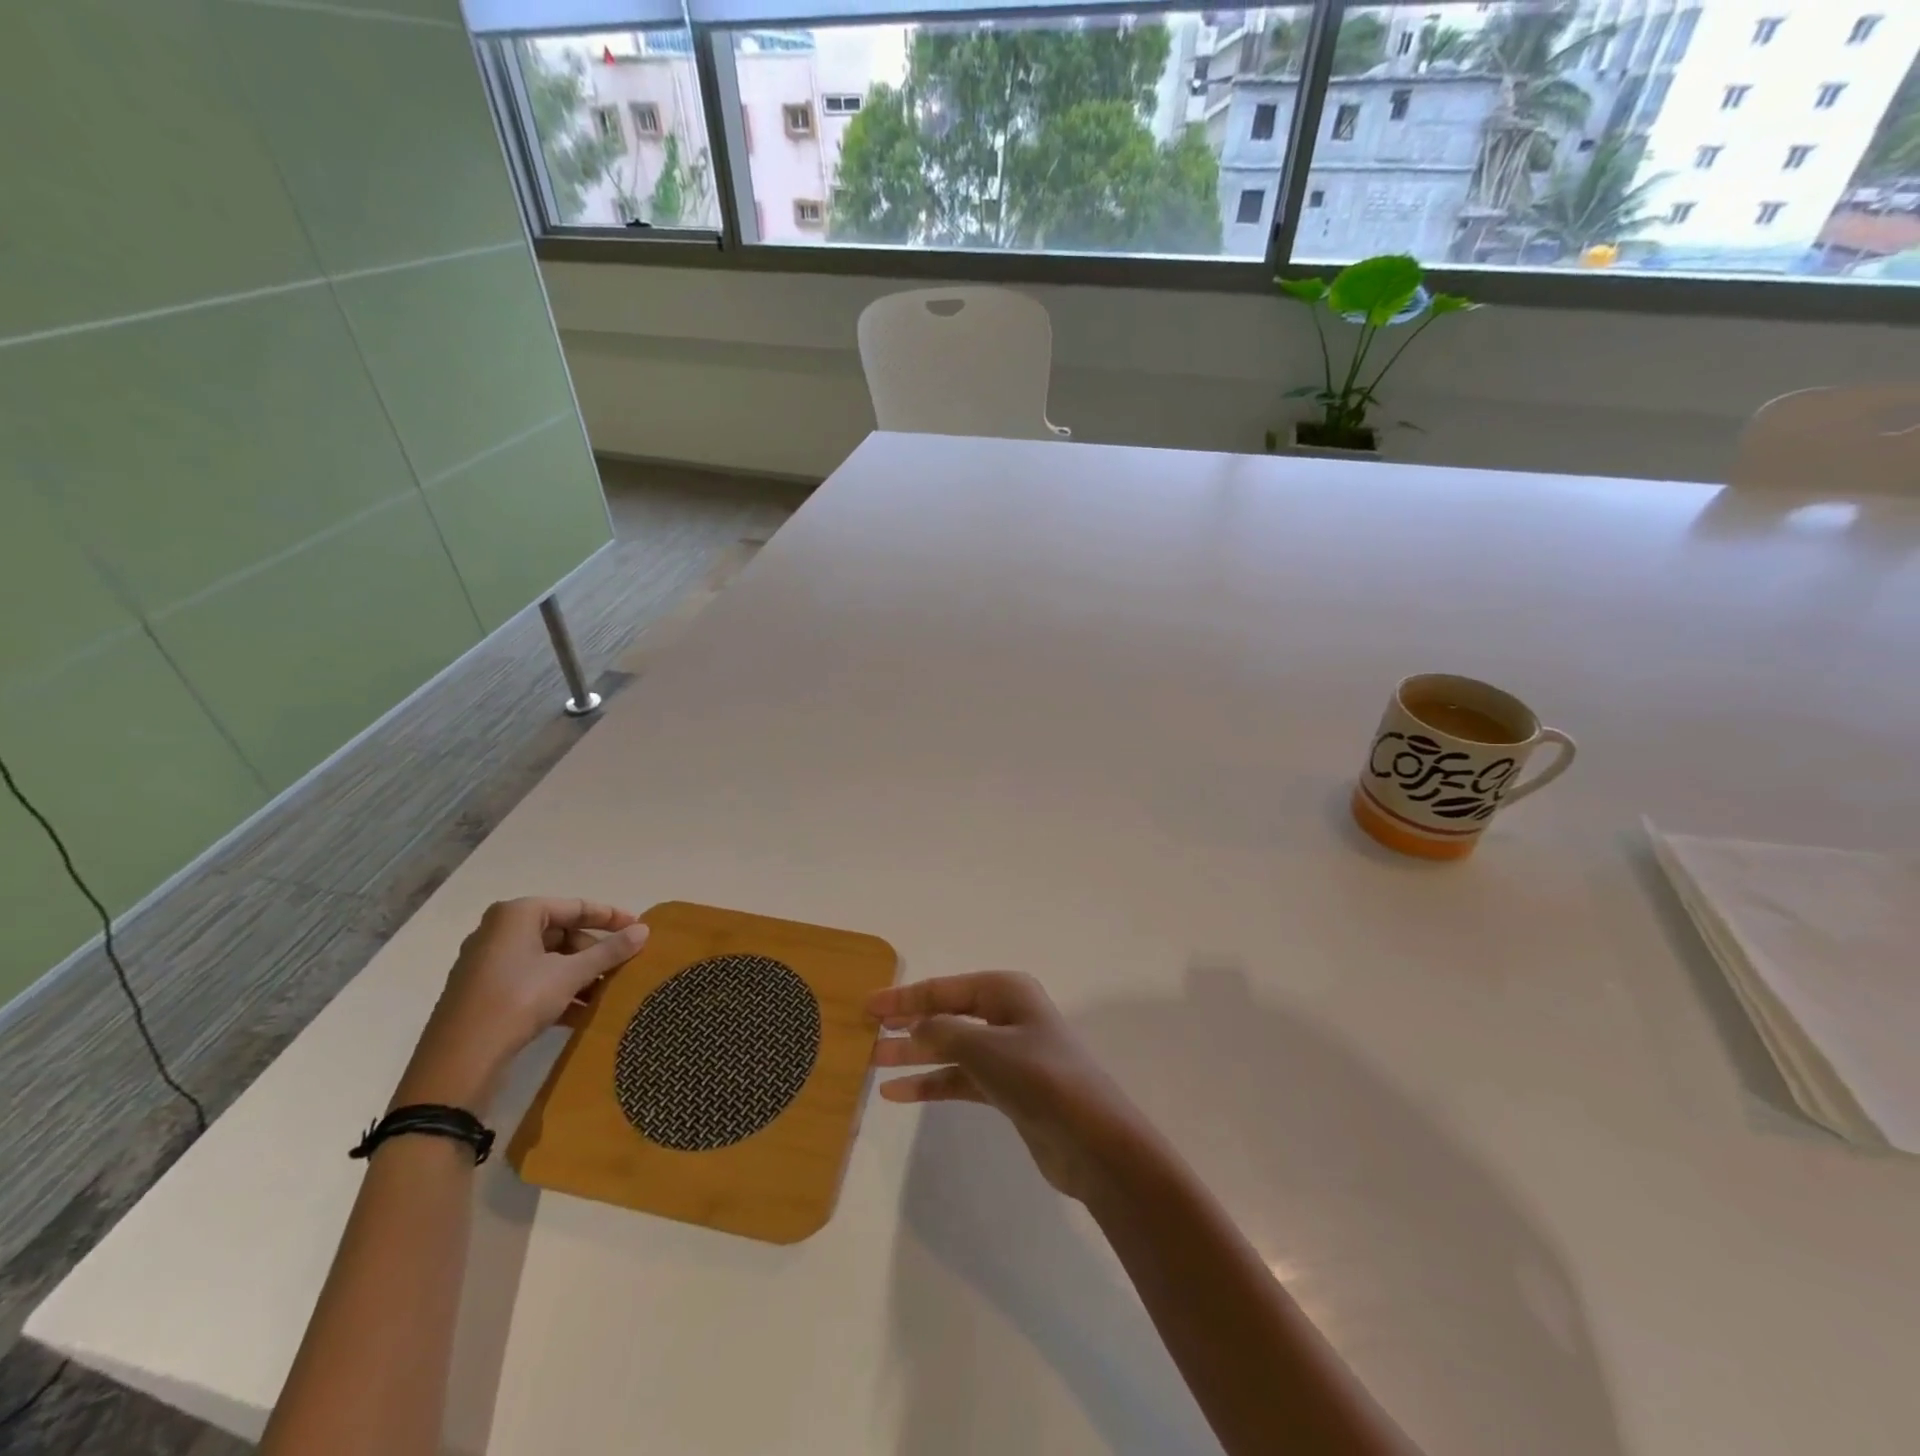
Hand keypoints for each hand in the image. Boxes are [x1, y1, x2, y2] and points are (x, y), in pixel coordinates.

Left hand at [396, 898, 649, 1112]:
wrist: (457, 1063)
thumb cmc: (517, 1001)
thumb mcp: (570, 975)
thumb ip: (609, 950)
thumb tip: (644, 930)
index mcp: (516, 915)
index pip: (575, 907)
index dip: (610, 917)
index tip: (639, 929)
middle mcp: (498, 931)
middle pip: (561, 933)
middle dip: (593, 952)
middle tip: (622, 967)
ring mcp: (488, 963)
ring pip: (547, 959)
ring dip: (579, 974)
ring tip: (607, 993)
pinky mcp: (483, 992)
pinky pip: (531, 980)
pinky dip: (557, 990)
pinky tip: (581, 1013)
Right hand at [869, 972, 1149, 1203]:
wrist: (1093, 1141)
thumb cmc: (1039, 1078)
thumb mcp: (985, 1048)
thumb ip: (943, 1032)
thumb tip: (916, 1025)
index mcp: (1006, 991)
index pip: (944, 989)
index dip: (904, 997)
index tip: (867, 1006)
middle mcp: (1007, 1015)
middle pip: (947, 1014)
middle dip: (907, 1023)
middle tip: (865, 1033)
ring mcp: (1009, 1053)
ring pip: (951, 1048)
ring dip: (915, 1054)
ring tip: (872, 1063)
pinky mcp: (1008, 1088)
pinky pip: (961, 1078)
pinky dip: (932, 1083)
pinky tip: (899, 1094)